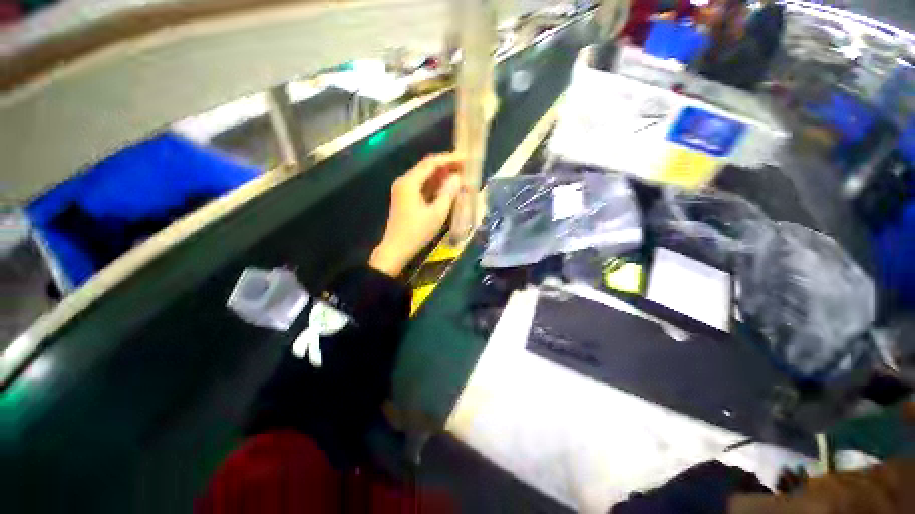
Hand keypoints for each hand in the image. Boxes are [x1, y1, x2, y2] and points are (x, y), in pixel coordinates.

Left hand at [369, 153, 462, 276]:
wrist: (396, 249)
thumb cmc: (417, 232)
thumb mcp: (437, 213)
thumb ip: (448, 193)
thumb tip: (457, 177)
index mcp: (409, 182)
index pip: (431, 163)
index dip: (449, 158)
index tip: (465, 157)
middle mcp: (404, 181)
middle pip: (427, 167)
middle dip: (446, 166)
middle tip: (464, 166)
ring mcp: (403, 190)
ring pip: (425, 176)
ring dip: (441, 175)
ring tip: (459, 174)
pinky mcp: (405, 198)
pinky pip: (422, 186)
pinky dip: (435, 185)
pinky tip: (447, 186)